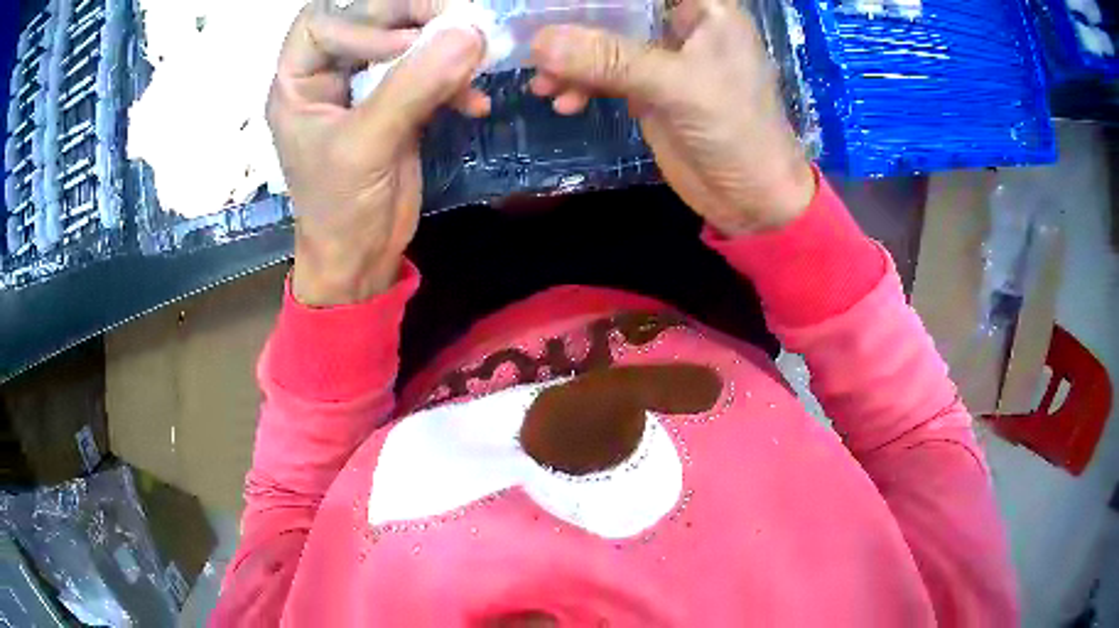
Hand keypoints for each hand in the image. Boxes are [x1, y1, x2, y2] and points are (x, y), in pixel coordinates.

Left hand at [268, 6, 486, 305]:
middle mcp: (328, 79)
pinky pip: (428, 76)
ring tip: (475, 58)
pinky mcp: (397, 107)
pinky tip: (476, 103)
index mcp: (298, 84)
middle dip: (412, 20)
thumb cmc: (341, 209)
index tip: (403, 44)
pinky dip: (455, 83)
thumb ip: (413, 86)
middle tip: (458, 19)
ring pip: (402, 45)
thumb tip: (468, 32)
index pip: (322, 23)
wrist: (362, 259)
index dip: (360, 23)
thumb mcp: (367, 145)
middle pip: (367, 23)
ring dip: (441, 48)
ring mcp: (365, 91)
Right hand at [529, 0, 815, 234]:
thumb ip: (610, 59)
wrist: (751, 199)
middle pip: (618, 9)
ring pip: (606, 43)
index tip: (559, 5)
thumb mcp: (676, 85)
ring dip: (571, 61)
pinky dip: (582, 86)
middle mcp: (683, 26)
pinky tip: (564, 102)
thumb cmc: (736, 130)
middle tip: (533, 42)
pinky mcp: (650, 90)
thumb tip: (539, 43)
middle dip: (575, 24)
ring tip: (542, 83)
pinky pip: (605, 76)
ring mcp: (664, 59)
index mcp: (705, 10)